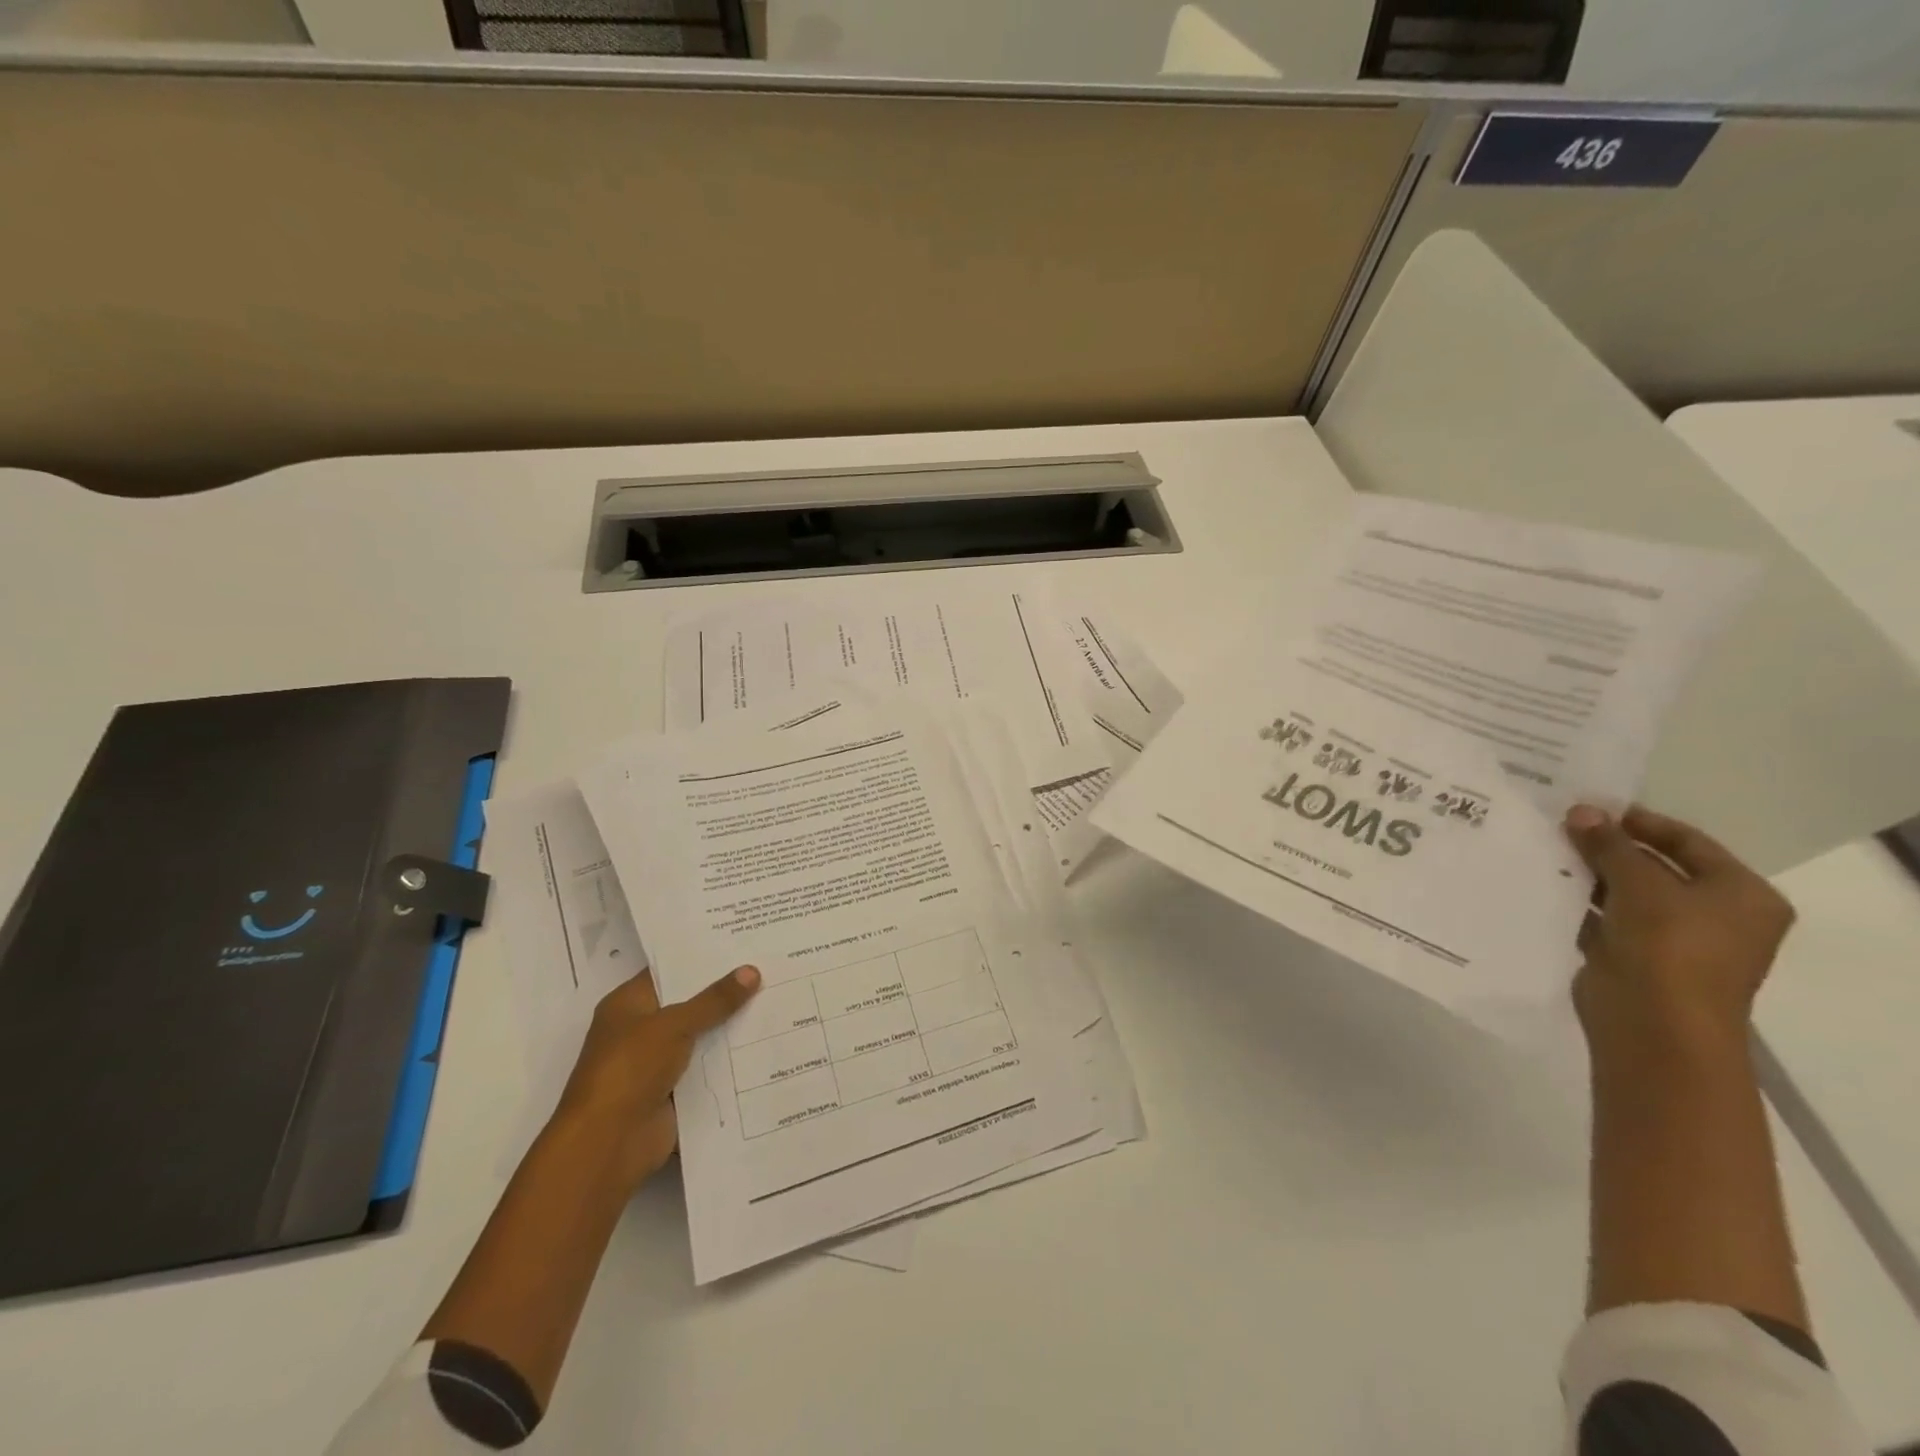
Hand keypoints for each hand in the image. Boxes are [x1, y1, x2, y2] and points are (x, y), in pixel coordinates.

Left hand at [551, 964, 760, 1190]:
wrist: (608, 1144)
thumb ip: (714, 1000)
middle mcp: (641, 1030)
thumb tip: (752, 970)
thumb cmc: (629, 1070)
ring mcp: (657, 1064)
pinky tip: (767, 1044)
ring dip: (732, 1027)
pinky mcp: (674, 1092)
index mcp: (628, 1005)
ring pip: (702, 1037)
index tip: (742, 943)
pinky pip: (708, 1068)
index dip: (702, 958)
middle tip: (769, 967)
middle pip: (690, 1004)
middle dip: (725, 992)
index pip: (669, 971)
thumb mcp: (673, 1024)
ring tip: (777, 1000)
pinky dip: (731, 1061)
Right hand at [1563, 804, 1793, 1060]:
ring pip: (1625, 893)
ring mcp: (1673, 940)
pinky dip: (1578, 902)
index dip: (1640, 822)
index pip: (1688, 842)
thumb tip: (1581, 811)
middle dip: (1607, 847)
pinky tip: (1542, 884)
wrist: (1655, 1026)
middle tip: (1559, 825)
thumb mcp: (1640, 884)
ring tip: (1543, 848)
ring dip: (1588, 874)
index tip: (1590, 806)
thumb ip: (1609, 845)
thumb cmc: (1669, 947)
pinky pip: (1603, 918)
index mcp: (1741, 894)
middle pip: (1655, 867)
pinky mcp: (1635, 957)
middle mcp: (1715, 915)